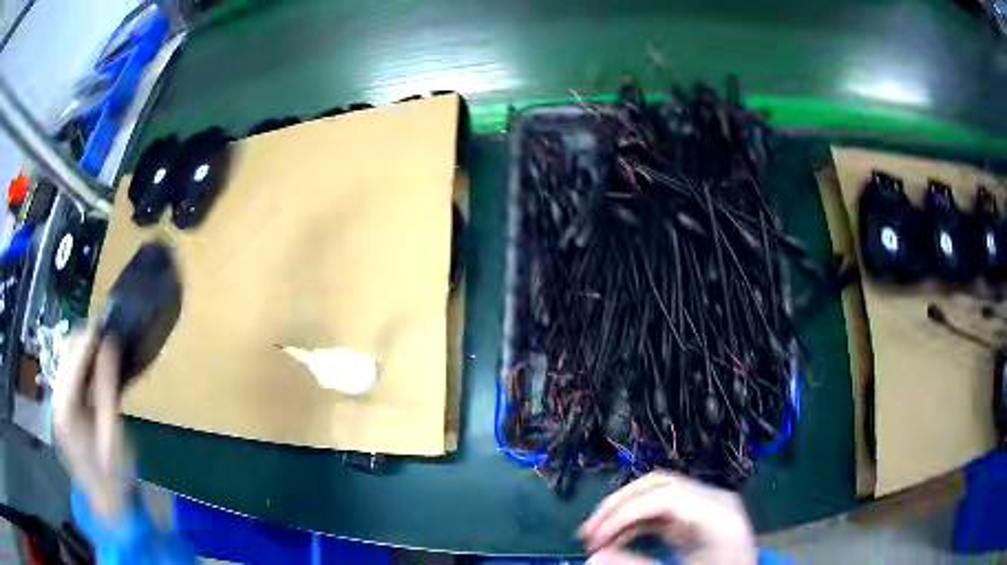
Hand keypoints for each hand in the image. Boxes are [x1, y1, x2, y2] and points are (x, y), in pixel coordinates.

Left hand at [53, 321, 131, 519]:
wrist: (112, 510)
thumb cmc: (115, 475)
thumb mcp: (114, 431)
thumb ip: (108, 385)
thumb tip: (110, 342)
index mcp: (65, 408)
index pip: (73, 359)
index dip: (88, 337)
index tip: (106, 319)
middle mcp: (56, 403)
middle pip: (66, 358)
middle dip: (85, 343)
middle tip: (109, 336)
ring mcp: (59, 410)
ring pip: (67, 367)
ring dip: (84, 356)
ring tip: (105, 351)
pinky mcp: (65, 416)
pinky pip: (71, 382)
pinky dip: (83, 372)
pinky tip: (97, 374)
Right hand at [579, 472, 755, 564]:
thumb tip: (593, 558)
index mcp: (718, 512)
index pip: (666, 497)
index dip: (624, 513)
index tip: (593, 539)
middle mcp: (714, 500)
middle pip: (661, 485)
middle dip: (619, 505)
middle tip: (588, 532)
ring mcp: (707, 505)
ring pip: (657, 494)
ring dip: (623, 513)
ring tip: (595, 537)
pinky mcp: (697, 517)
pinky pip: (661, 510)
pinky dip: (636, 522)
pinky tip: (616, 539)